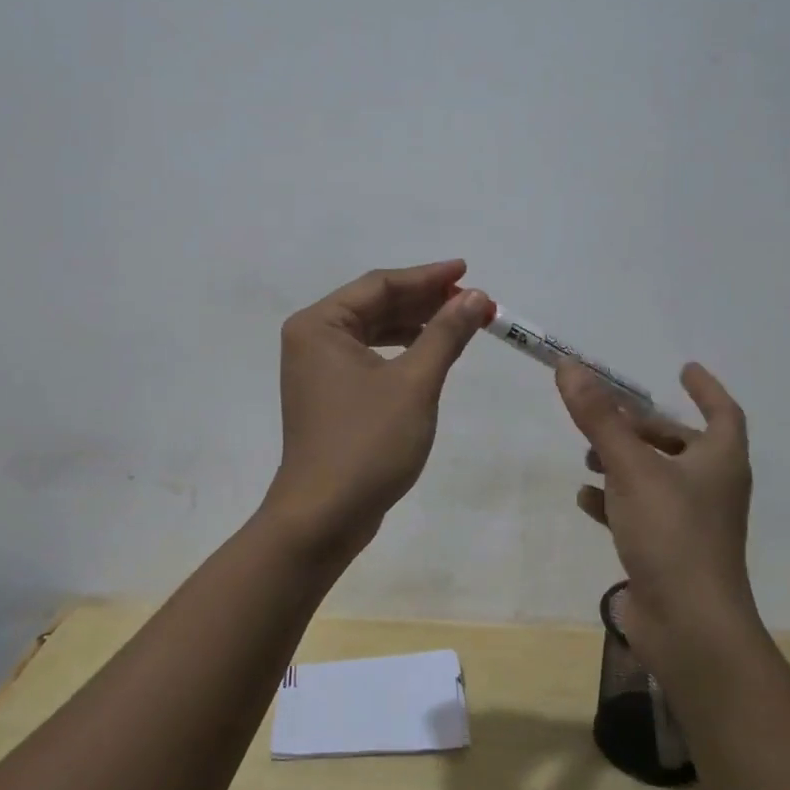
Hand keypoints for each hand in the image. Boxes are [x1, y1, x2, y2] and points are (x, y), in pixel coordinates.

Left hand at [268, 260, 493, 560]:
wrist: (324, 517)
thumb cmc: (367, 443)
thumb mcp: (415, 382)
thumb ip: (445, 334)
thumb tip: (476, 297)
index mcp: (320, 325)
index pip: (380, 285)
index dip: (427, 277)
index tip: (467, 272)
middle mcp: (313, 339)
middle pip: (375, 304)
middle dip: (425, 301)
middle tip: (472, 301)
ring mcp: (318, 368)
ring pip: (373, 331)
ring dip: (416, 325)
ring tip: (459, 323)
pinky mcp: (330, 394)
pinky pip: (369, 356)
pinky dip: (402, 351)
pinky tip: (430, 352)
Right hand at [557, 361, 759, 672]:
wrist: (690, 629)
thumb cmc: (672, 533)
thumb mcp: (631, 467)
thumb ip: (598, 417)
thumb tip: (569, 366)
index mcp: (719, 462)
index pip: (723, 412)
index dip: (705, 388)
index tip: (683, 369)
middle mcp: (711, 489)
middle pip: (681, 444)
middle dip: (644, 427)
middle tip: (608, 416)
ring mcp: (691, 525)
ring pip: (657, 479)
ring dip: (624, 462)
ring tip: (587, 454)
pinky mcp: (669, 554)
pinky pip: (639, 514)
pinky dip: (614, 501)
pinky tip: (584, 498)